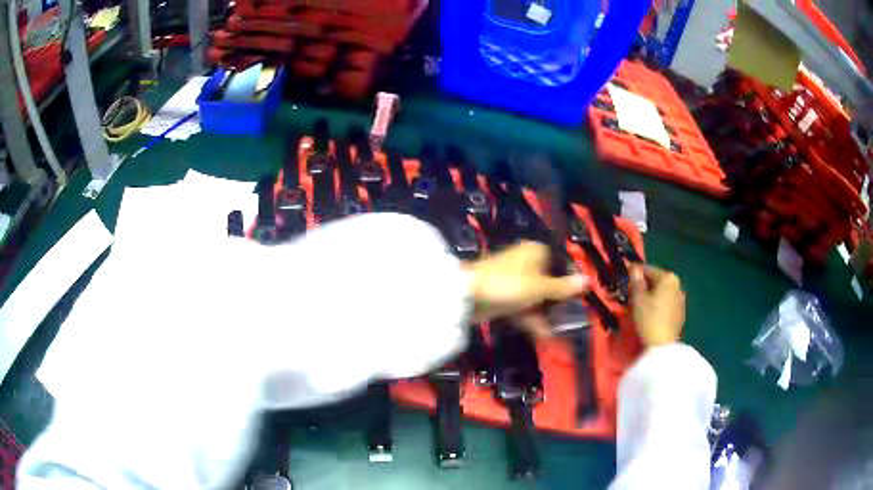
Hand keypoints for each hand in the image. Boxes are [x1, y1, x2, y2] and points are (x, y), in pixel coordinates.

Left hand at [465, 241, 588, 336]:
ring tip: (561, 332)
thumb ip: (564, 287)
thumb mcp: (540, 287)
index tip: (582, 297)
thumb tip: (588, 280)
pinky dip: (532, 319)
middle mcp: (527, 263)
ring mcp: (515, 281)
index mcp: (537, 252)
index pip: (562, 263)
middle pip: (550, 282)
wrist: (467, 296)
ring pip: (537, 297)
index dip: (572, 280)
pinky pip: (524, 306)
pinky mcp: (505, 296)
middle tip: (573, 318)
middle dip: (560, 302)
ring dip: (547, 314)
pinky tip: (543, 336)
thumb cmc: (509, 284)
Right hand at [629, 265, 685, 347]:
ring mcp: (681, 298)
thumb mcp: (637, 299)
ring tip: (640, 302)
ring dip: (652, 293)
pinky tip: (651, 312)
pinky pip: (667, 302)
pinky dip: (659, 303)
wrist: (662, 345)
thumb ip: (636, 280)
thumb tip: (634, 268)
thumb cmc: (648, 318)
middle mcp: (677, 284)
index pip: (648, 269)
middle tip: (631, 290)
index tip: (625, 275)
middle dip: (644, 283)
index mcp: (667, 277)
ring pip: (662, 291)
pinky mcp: (680, 312)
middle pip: (657, 280)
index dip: (635, 272)